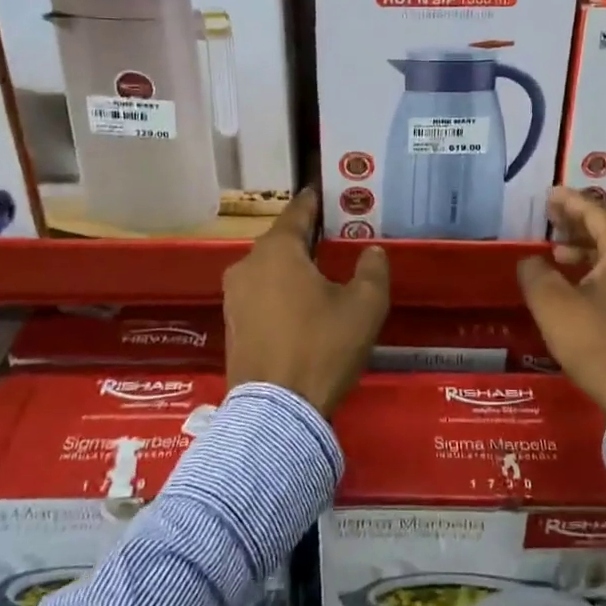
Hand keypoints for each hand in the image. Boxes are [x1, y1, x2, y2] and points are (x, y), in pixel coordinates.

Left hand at [223, 189, 389, 416]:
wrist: (276, 412)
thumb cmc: (322, 348)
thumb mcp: (364, 306)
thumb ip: (372, 270)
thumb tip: (371, 251)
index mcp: (277, 250)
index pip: (298, 212)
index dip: (316, 201)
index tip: (328, 192)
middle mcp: (248, 265)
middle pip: (281, 241)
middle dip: (307, 237)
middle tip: (335, 236)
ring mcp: (234, 297)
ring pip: (269, 269)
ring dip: (292, 267)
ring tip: (321, 273)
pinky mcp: (232, 325)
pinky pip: (260, 294)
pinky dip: (280, 292)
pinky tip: (301, 306)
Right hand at [516, 188, 605, 415]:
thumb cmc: (597, 342)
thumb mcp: (554, 305)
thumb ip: (536, 274)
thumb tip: (530, 261)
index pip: (597, 214)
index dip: (571, 202)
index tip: (550, 194)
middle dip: (578, 224)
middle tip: (551, 217)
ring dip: (585, 251)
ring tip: (557, 253)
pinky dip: (596, 273)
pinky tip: (576, 289)